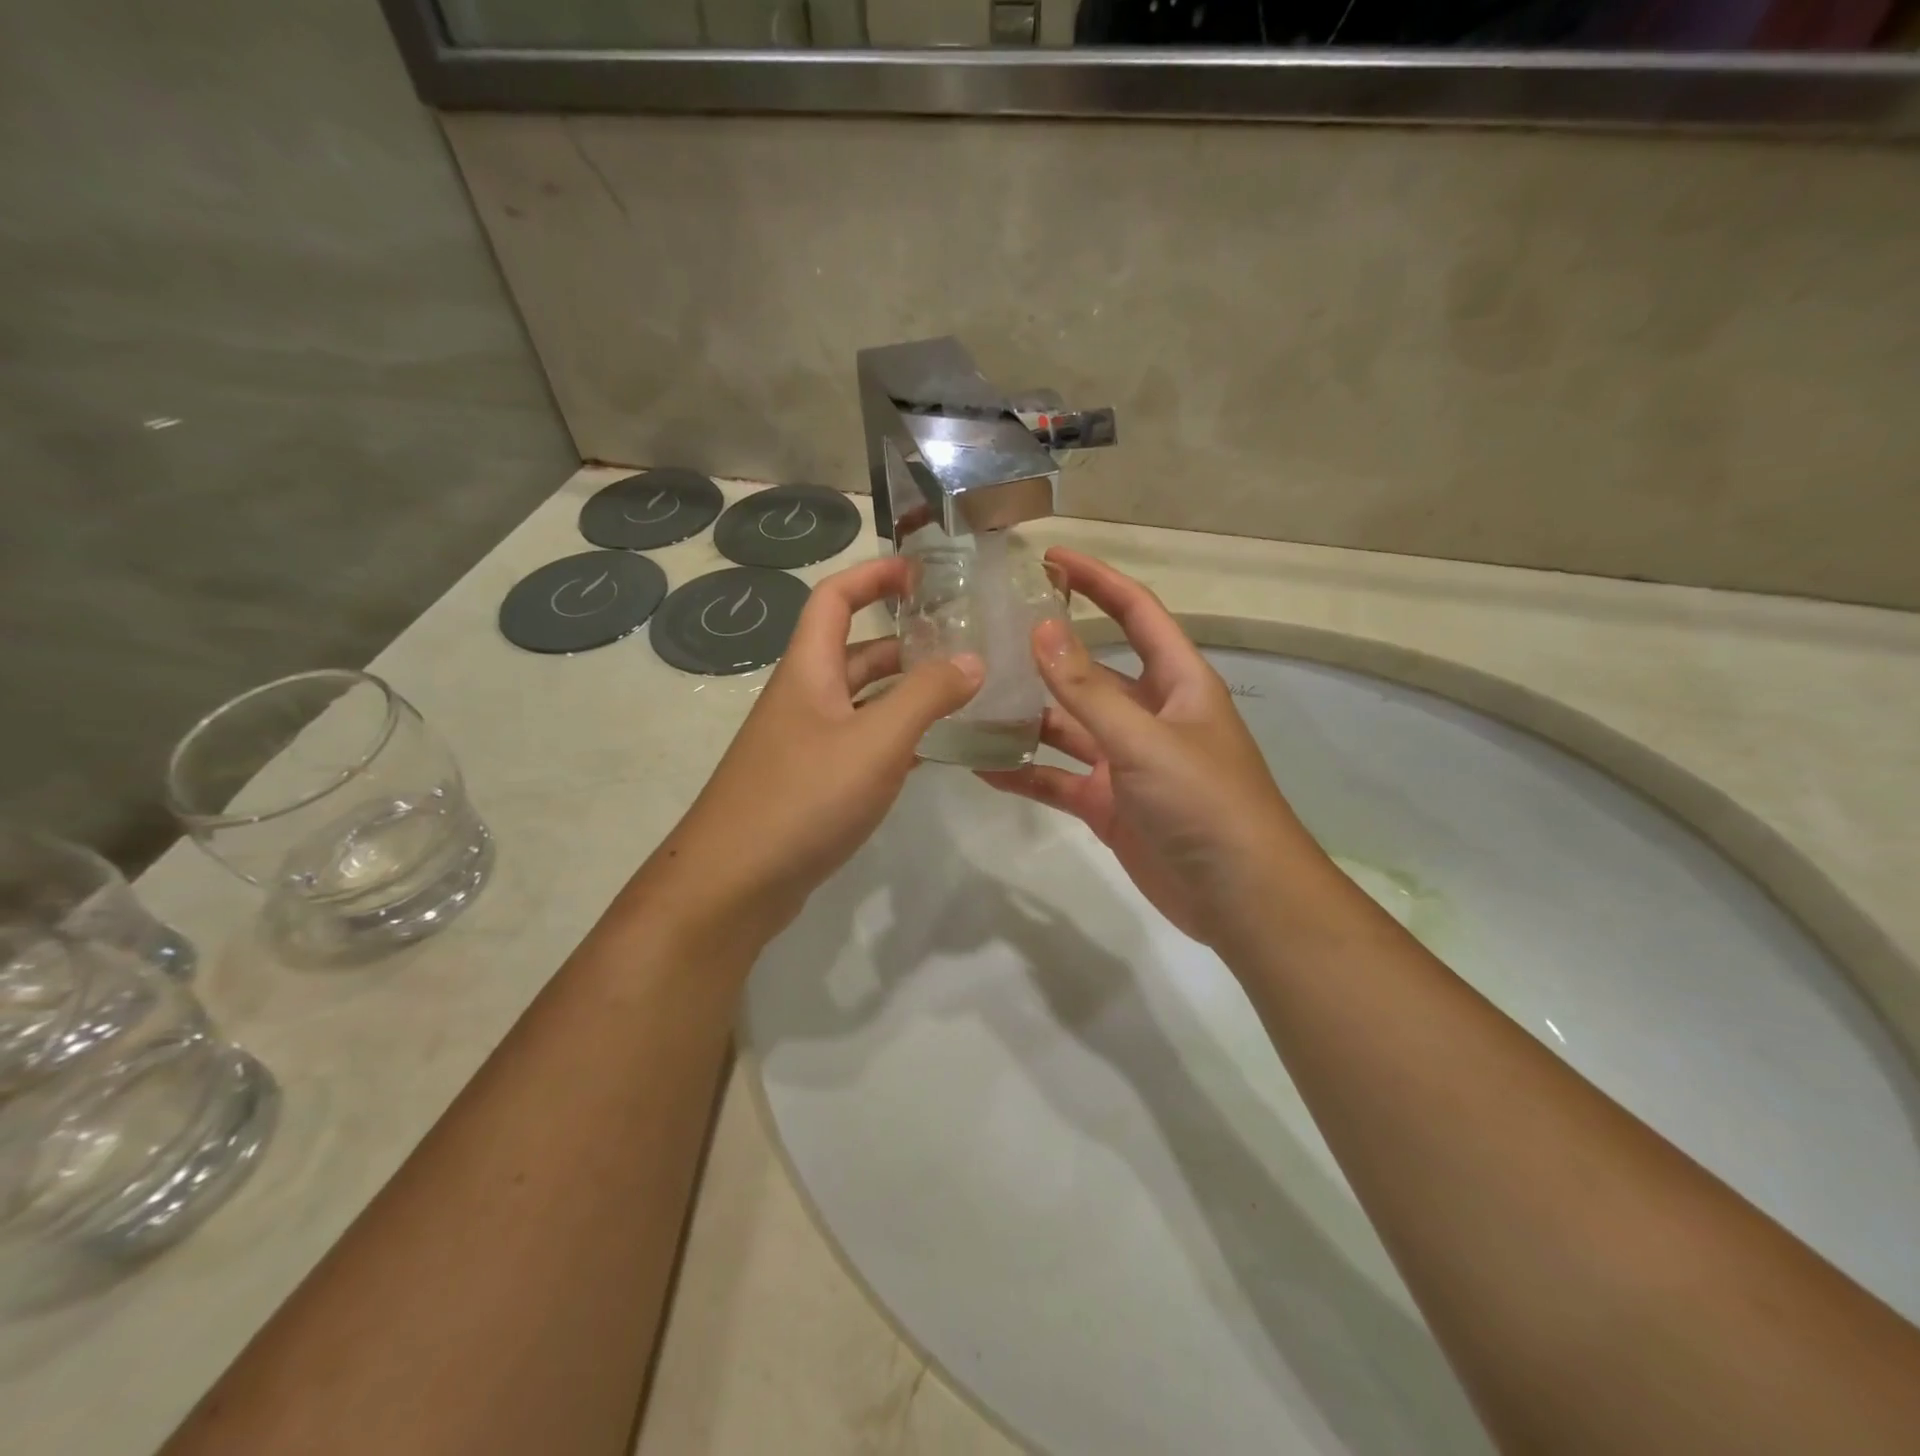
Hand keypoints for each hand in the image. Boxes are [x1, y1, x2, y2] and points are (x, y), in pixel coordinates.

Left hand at [642, 556, 981, 948]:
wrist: (733, 883)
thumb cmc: (803, 797)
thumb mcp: (876, 741)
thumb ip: (926, 696)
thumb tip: (972, 659)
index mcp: (809, 671)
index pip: (835, 598)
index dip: (874, 575)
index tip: (922, 572)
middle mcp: (803, 699)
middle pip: (854, 651)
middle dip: (904, 641)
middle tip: (960, 644)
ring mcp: (804, 744)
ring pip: (861, 702)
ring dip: (903, 693)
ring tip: (959, 695)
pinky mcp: (810, 785)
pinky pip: (859, 745)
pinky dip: (894, 739)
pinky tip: (932, 753)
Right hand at [979, 548, 1331, 952]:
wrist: (1239, 898)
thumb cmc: (1205, 803)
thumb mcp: (1145, 740)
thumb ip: (1088, 689)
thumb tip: (1040, 629)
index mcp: (1176, 683)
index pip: (1135, 613)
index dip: (1098, 581)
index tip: (1049, 558)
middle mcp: (1149, 715)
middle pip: (1091, 670)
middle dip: (1045, 652)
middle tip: (986, 632)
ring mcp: (1125, 761)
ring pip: (1067, 726)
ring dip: (1025, 715)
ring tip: (970, 698)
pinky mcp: (1108, 804)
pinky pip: (1057, 779)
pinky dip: (1024, 772)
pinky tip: (980, 765)